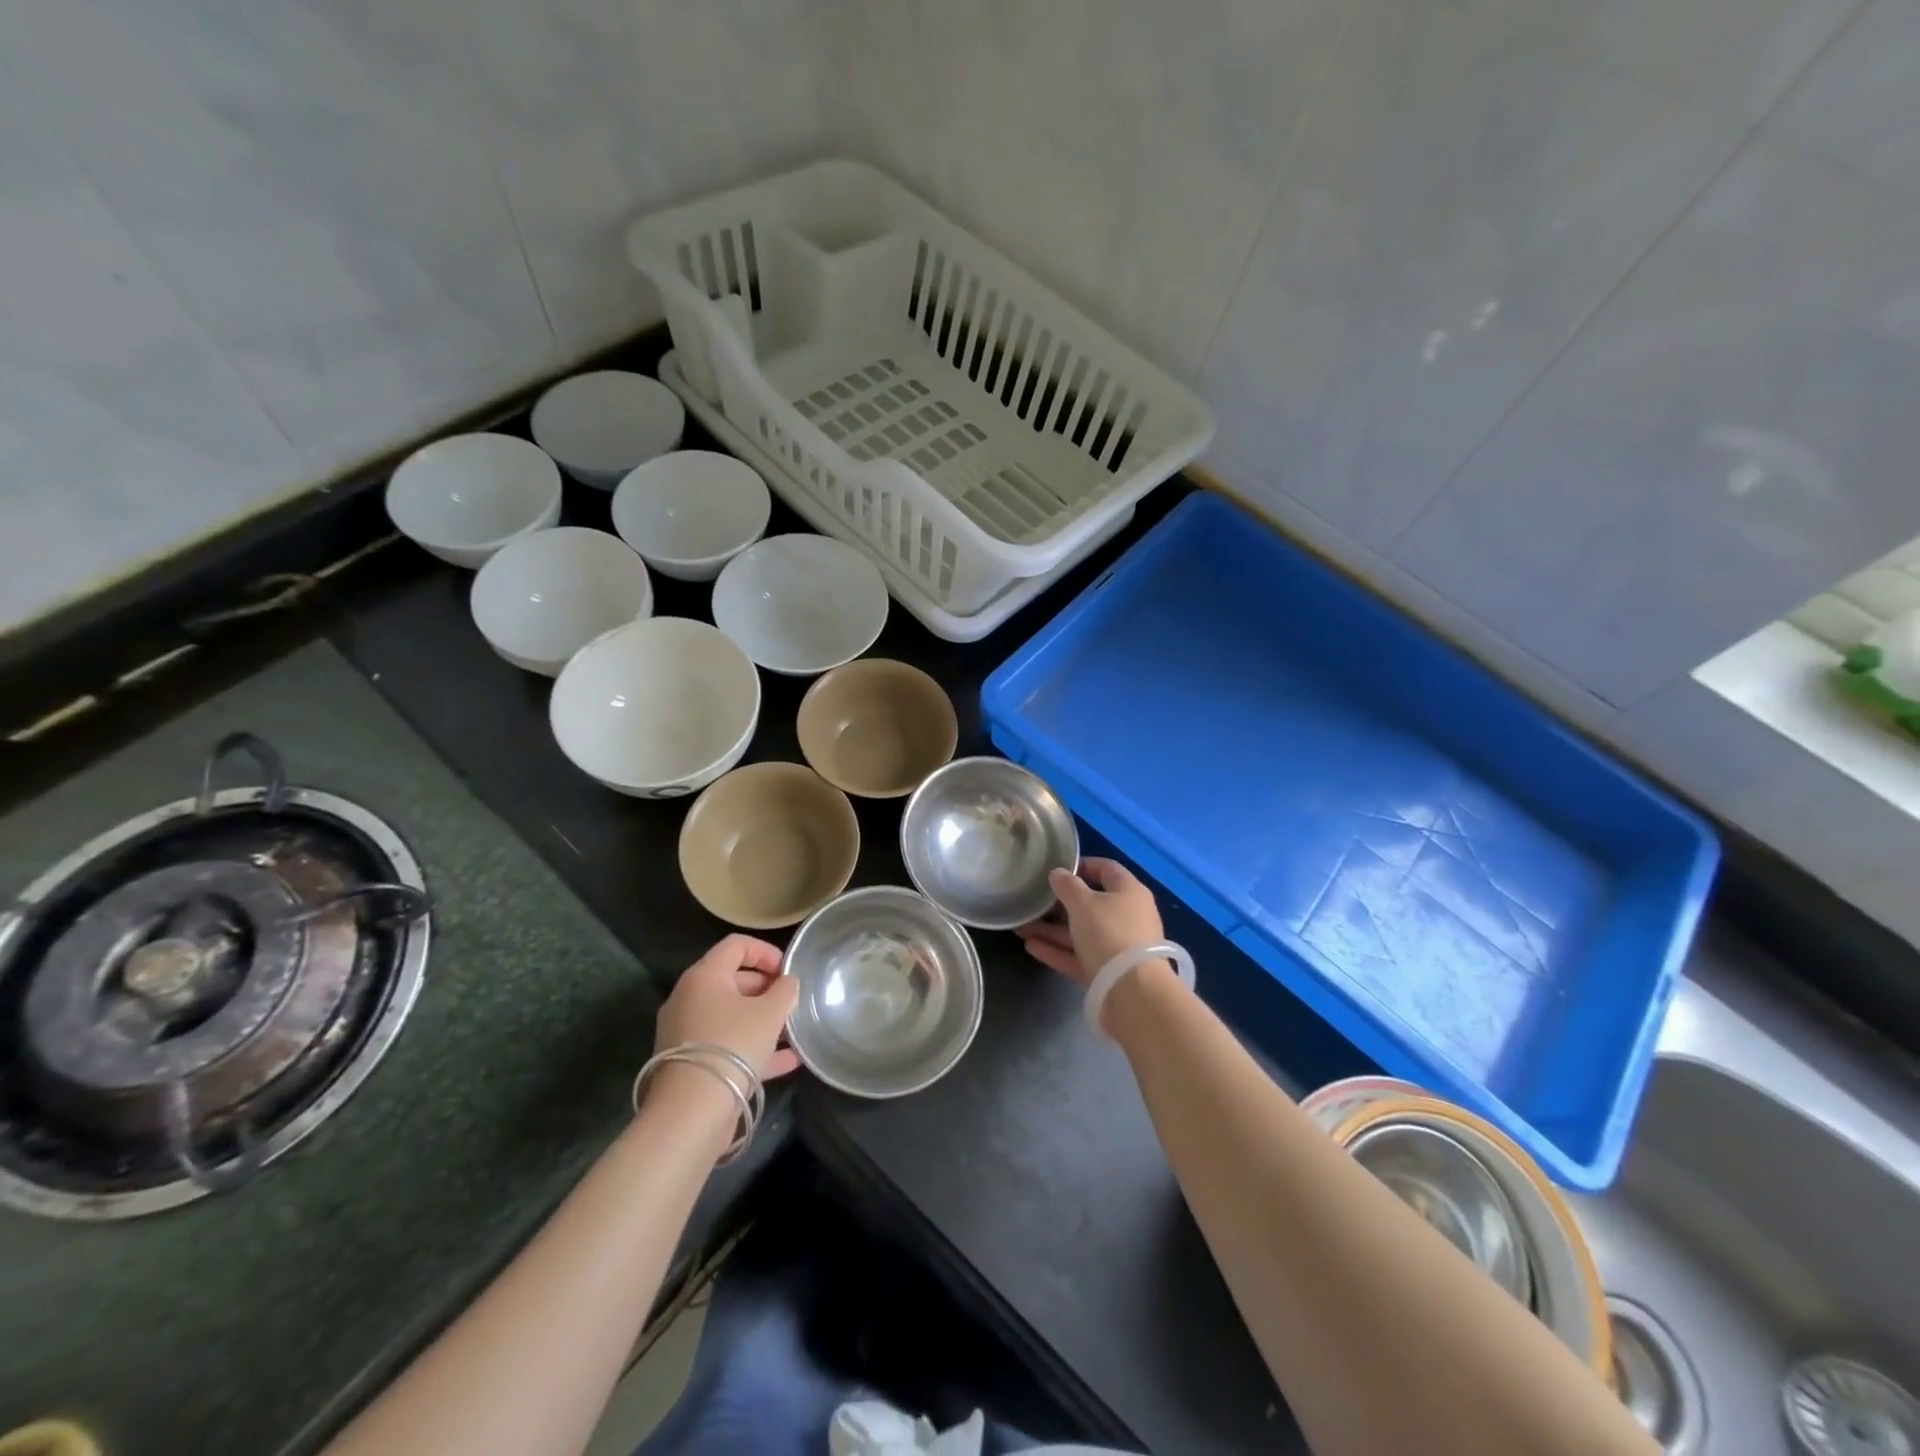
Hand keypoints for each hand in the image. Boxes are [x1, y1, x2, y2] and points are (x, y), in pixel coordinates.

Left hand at [653, 934, 801, 1079]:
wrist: (691, 1112)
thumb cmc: (733, 1046)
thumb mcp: (769, 1014)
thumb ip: (784, 991)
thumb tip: (787, 982)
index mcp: (704, 976)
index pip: (736, 945)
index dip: (765, 951)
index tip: (788, 970)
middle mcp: (689, 998)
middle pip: (732, 980)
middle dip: (766, 988)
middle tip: (791, 1001)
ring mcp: (686, 1032)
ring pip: (730, 1015)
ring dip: (762, 1020)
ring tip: (793, 1031)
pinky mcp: (690, 1063)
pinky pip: (726, 1044)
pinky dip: (753, 1047)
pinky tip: (787, 1061)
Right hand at [1017, 857, 1164, 986]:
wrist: (1132, 992)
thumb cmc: (1109, 933)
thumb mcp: (1083, 903)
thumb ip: (1067, 886)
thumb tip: (1058, 873)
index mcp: (1129, 892)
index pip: (1106, 869)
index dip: (1082, 865)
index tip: (1056, 869)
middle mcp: (1127, 916)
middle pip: (1090, 904)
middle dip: (1058, 904)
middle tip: (1032, 902)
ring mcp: (1118, 946)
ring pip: (1080, 932)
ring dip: (1051, 930)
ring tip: (1021, 927)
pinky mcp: (1107, 972)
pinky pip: (1078, 955)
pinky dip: (1057, 951)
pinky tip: (1030, 946)